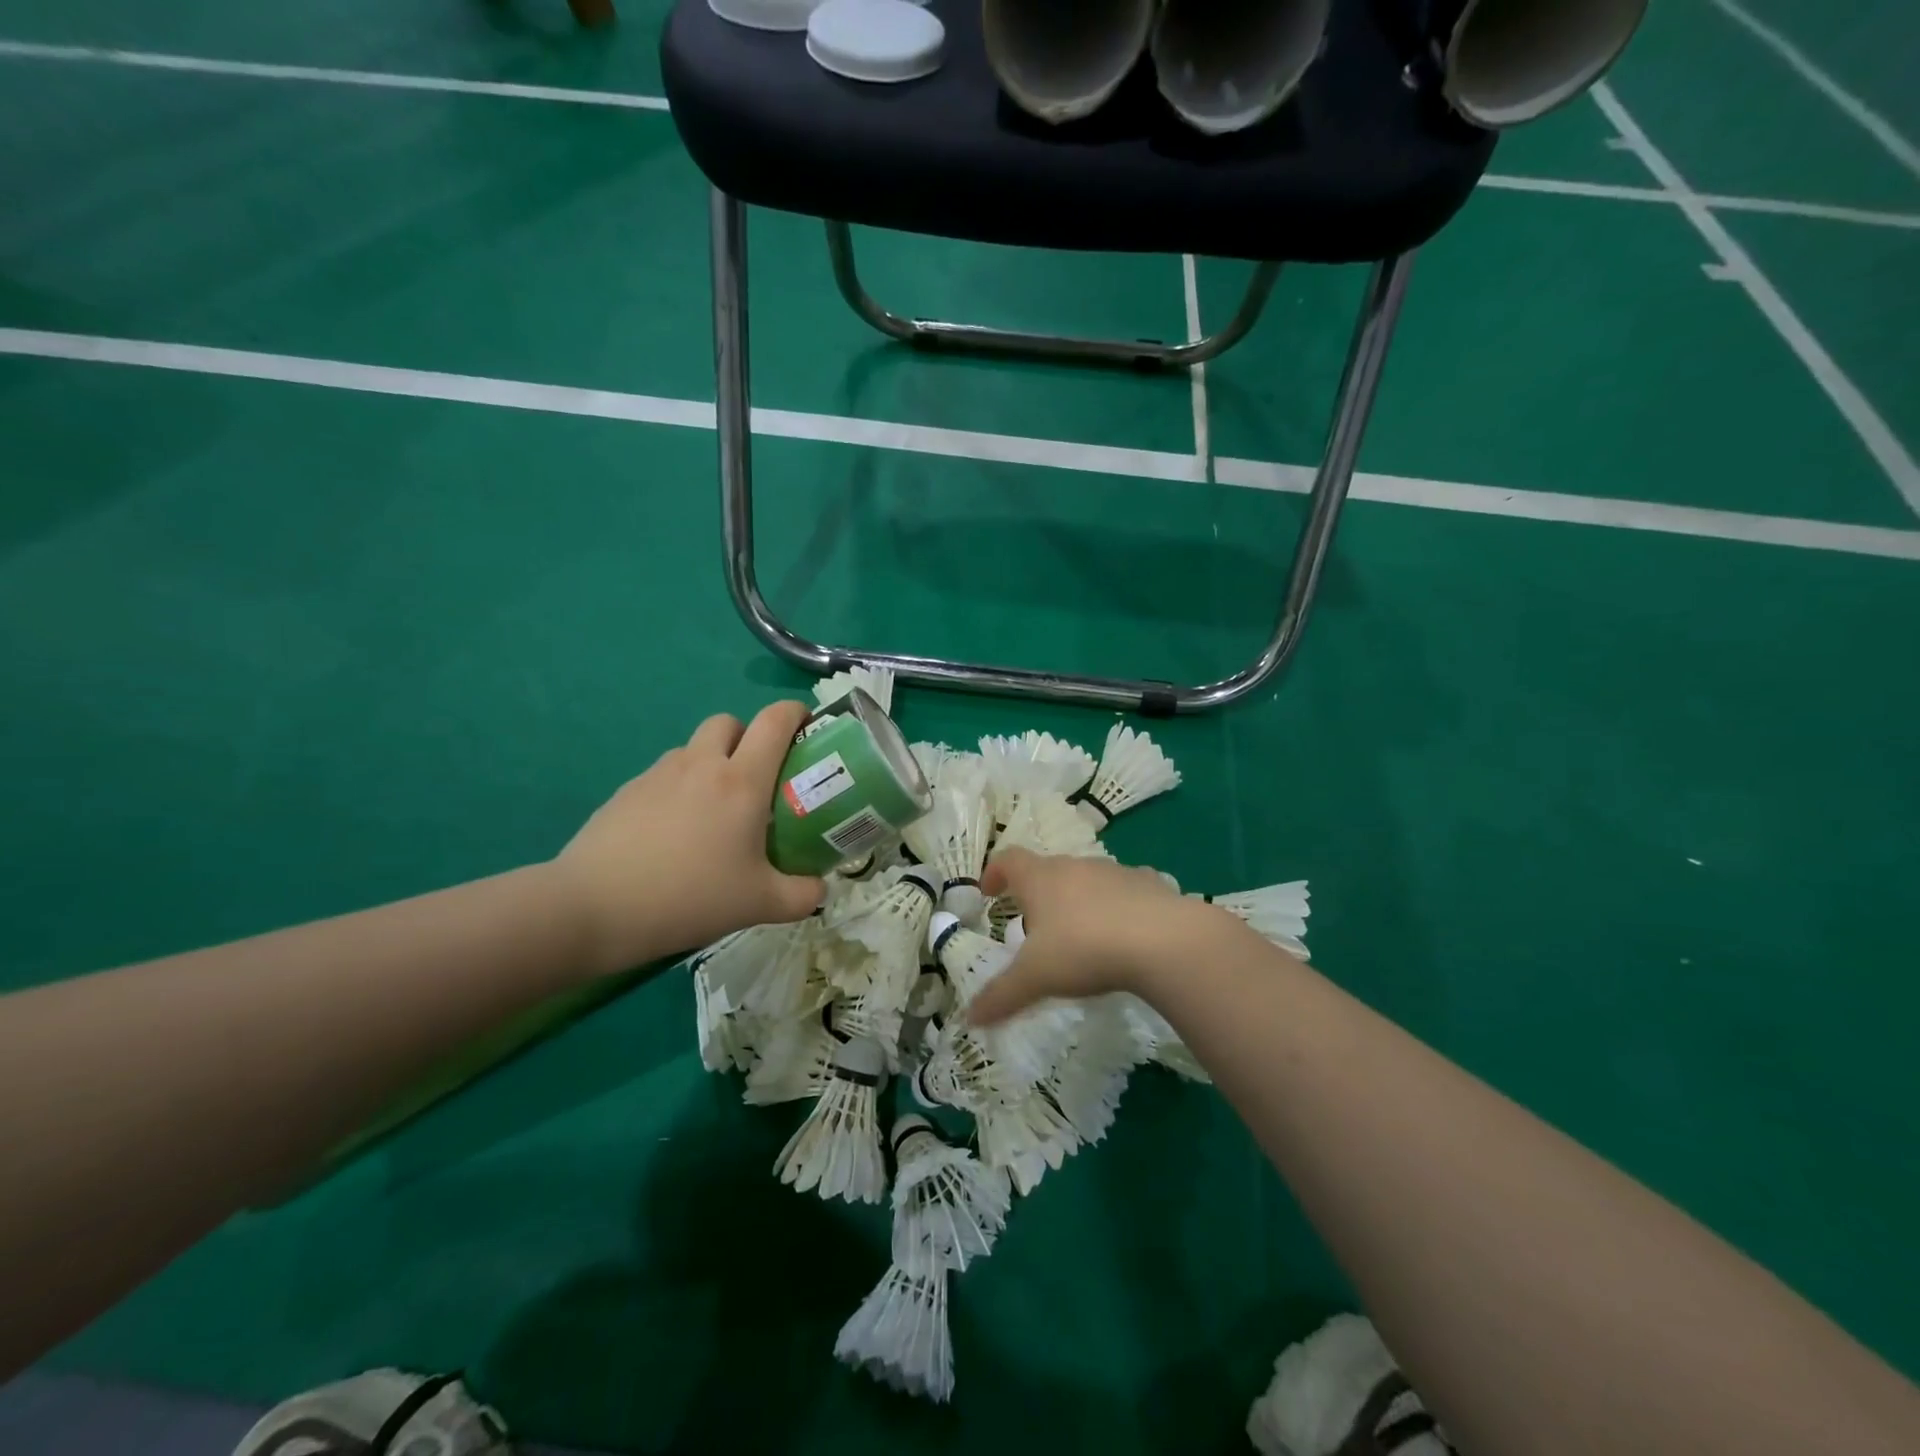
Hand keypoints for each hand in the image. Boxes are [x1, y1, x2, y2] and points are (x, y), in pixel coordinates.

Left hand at [554, 702, 824, 974]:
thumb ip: (801, 895)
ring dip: (712, 761)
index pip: (775, 721)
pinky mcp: (626, 792)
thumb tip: (820, 890)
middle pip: (729, 722)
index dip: (795, 712)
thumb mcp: (759, 904)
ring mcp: (658, 775)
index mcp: (741, 781)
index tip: (807, 726)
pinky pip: (664, 774)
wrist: (593, 908)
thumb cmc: (689, 897)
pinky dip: (680, 787)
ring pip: (694, 747)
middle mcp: (701, 765)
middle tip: (757, 776)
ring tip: (714, 810)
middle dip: (749, 736)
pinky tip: (675, 833)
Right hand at [967, 848, 1237, 1025]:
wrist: (1162, 940)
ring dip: (1078, 898)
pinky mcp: (1148, 883)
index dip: (995, 873)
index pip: (1008, 860)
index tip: (989, 893)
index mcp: (1041, 879)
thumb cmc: (1084, 949)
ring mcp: (1114, 871)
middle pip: (1048, 869)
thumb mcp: (1035, 978)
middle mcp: (1075, 866)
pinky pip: (1125, 889)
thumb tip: (969, 1018)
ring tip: (1080, 933)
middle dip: (1037, 893)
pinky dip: (1117, 905)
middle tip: (1034, 926)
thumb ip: (1001, 996)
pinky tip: (1124, 932)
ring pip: (1087, 878)